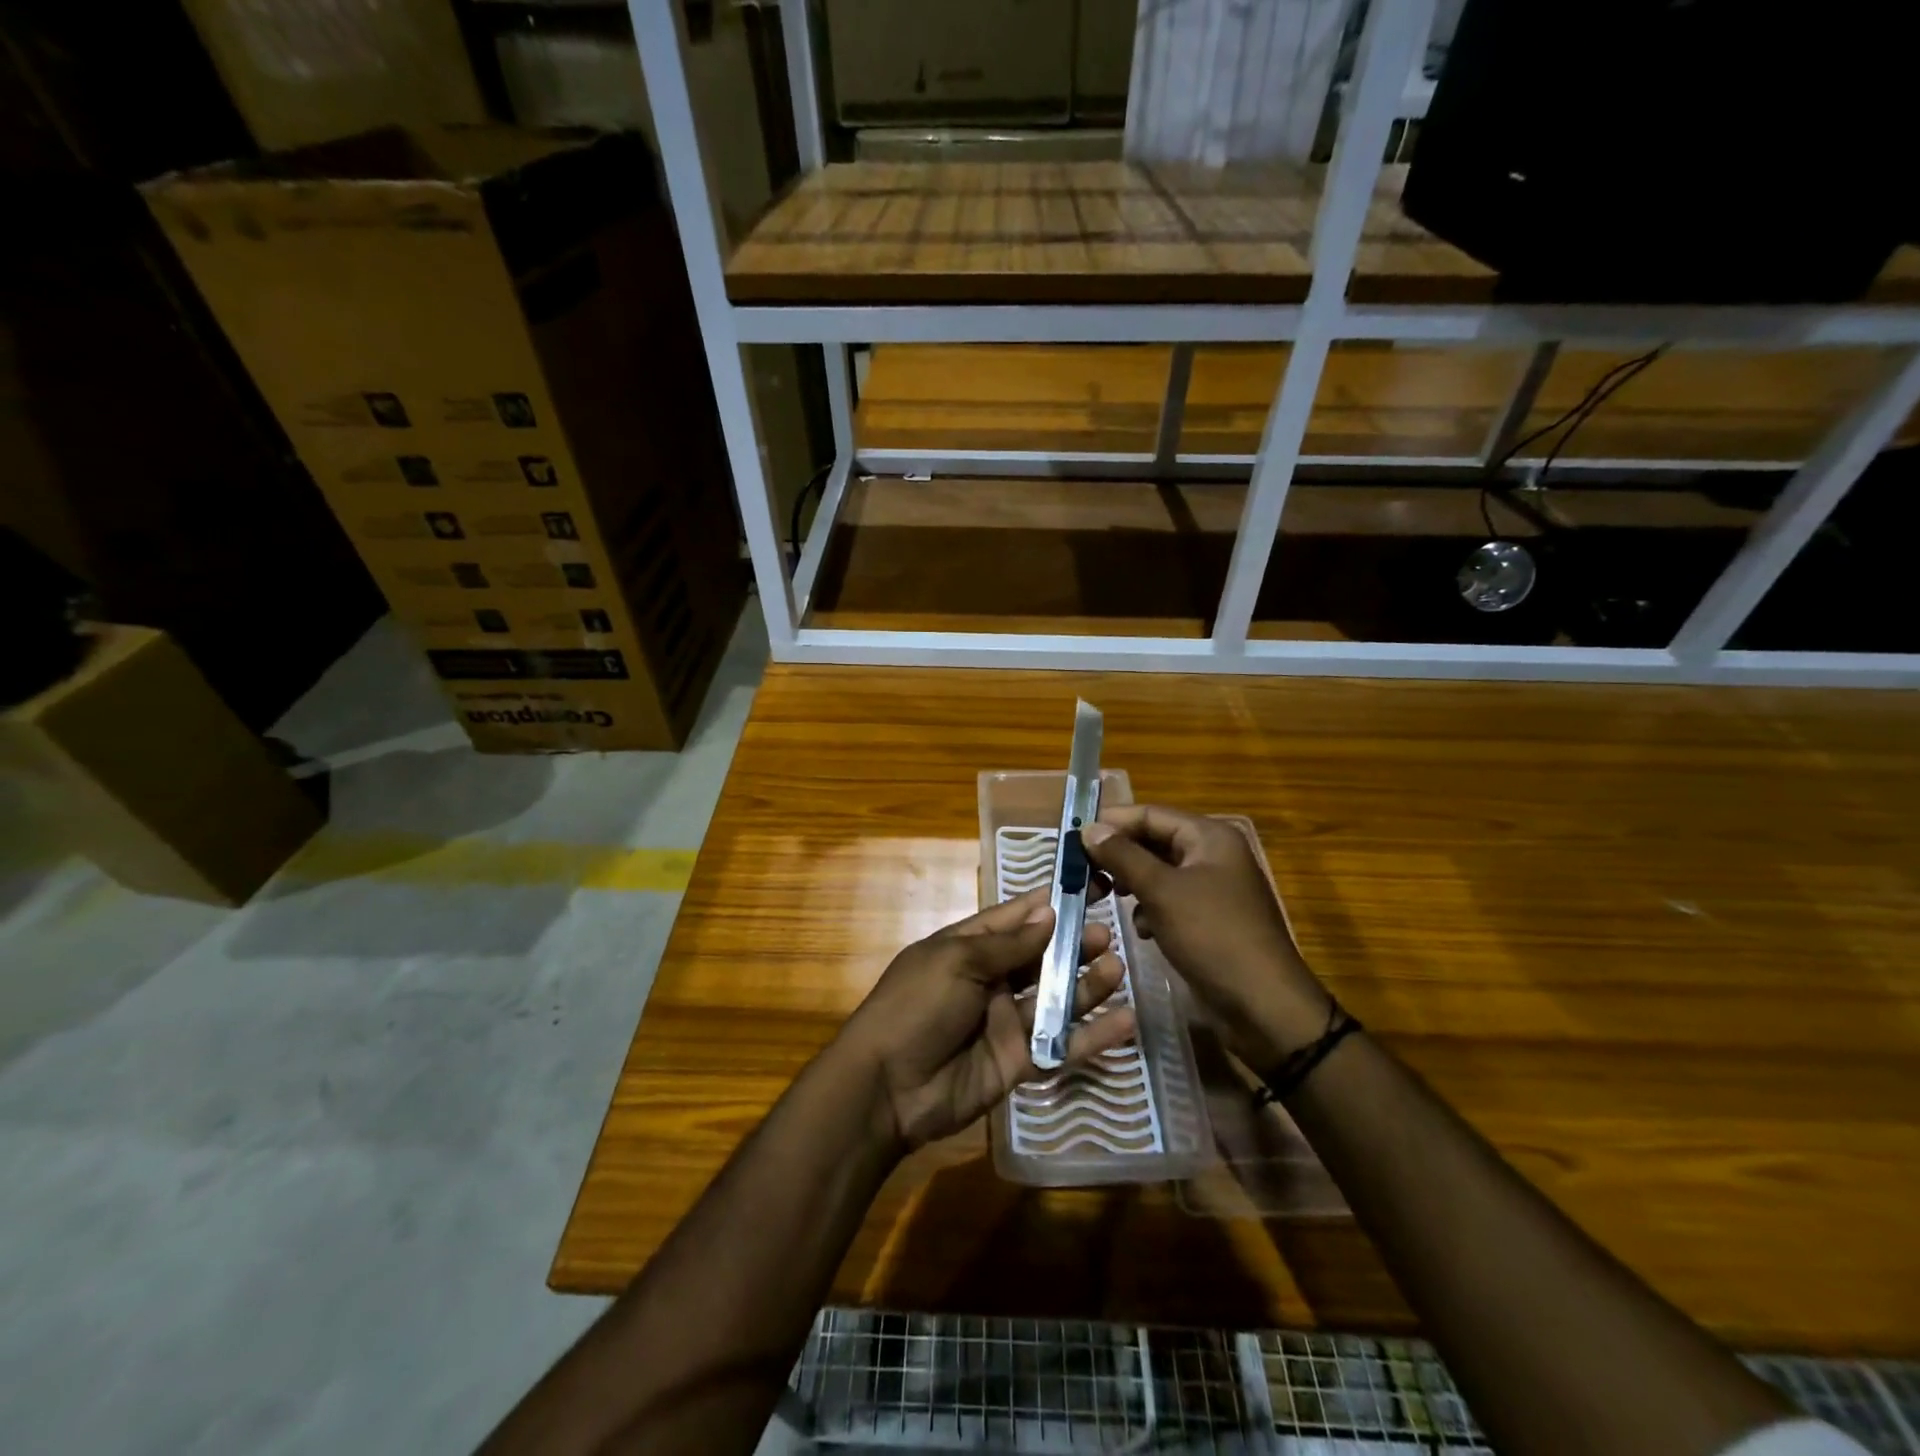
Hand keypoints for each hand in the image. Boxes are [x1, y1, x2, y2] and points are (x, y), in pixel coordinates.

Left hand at [836, 887, 1136, 1153]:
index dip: (1050, 903)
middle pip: (1040, 957)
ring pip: (1055, 998)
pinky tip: (1125, 1021)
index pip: (1015, 918)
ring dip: (1086, 983)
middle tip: (1108, 931)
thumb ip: (1008, 944)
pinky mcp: (1019, 1061)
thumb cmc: (916, 1006)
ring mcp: (1006, 1022)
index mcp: (968, 947)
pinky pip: (1061, 1045)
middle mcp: (990, 980)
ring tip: (1117, 967)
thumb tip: (1048, 913)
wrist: (887, 1087)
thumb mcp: (956, 962)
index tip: (1088, 885)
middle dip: (1073, 943)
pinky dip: (1092, 1035)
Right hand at [1082, 806, 1329, 1071]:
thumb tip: (1089, 829)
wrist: (1264, 1006)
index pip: (1149, 813)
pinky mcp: (1208, 920)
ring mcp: (1212, 889)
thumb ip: (1123, 856)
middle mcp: (1212, 855)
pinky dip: (1150, 910)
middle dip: (1118, 856)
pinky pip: (1169, 901)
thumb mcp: (1162, 891)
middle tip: (1082, 872)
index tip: (1072, 837)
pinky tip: (1143, 930)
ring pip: (1158, 873)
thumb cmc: (1213, 937)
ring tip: (1104, 898)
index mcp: (1209, 837)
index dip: (1111, 822)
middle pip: (1153, 841)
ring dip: (1131, 884)